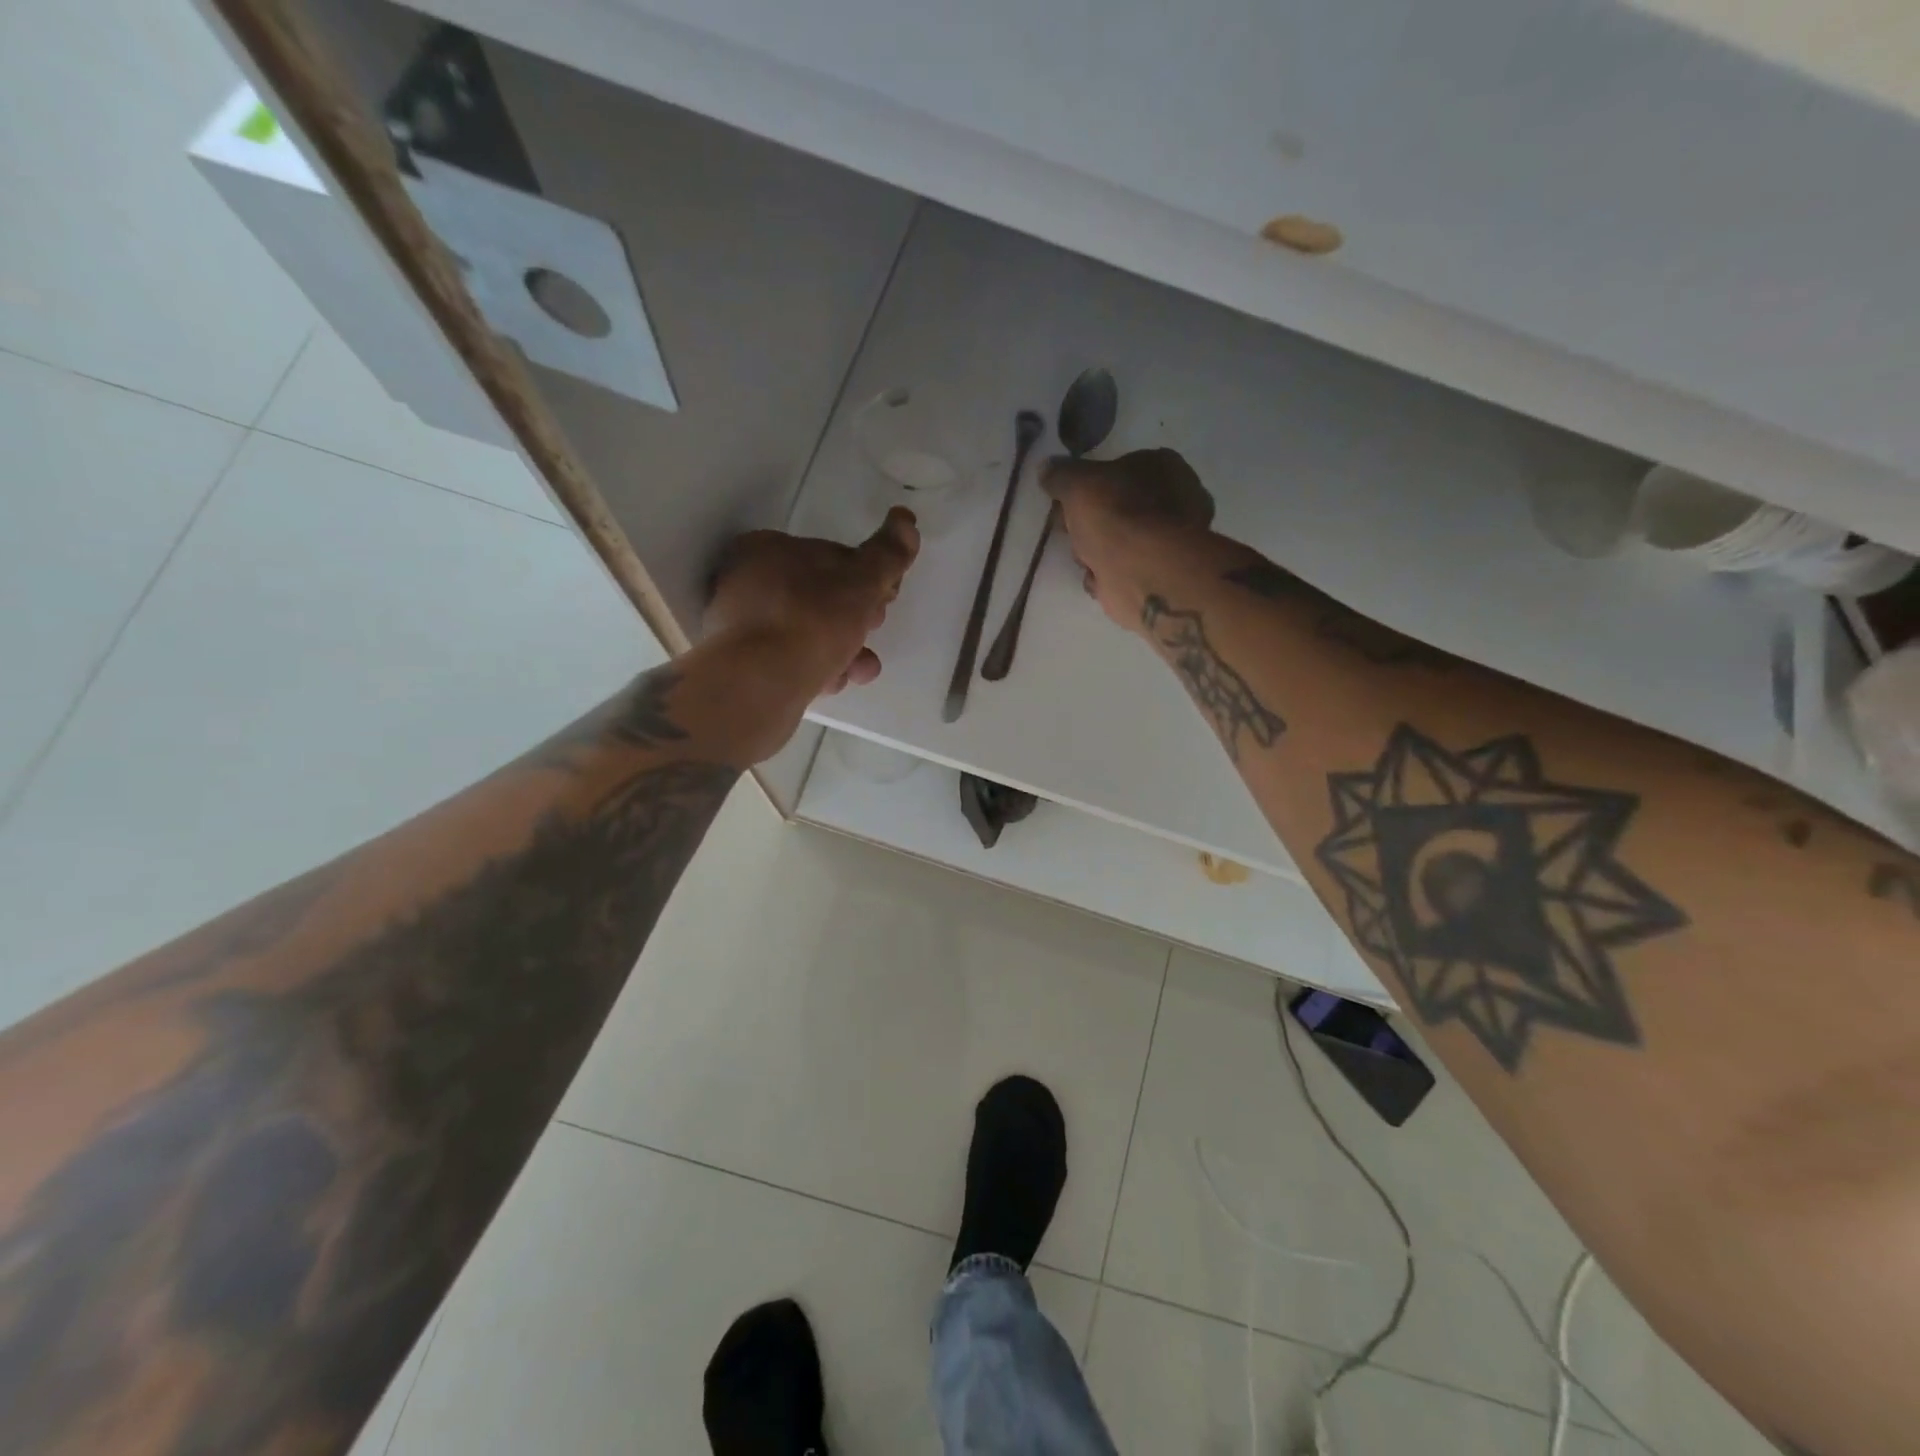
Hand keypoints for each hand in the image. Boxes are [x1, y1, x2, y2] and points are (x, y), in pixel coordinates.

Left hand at [706, 507, 920, 699]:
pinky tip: (835, 682)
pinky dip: (816, 669)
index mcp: (766, 548)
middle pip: (817, 596)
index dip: (865, 576)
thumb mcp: (861, 582)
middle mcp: (745, 582)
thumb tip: (906, 520)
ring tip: (862, 668)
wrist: (761, 684)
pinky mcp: (741, 666)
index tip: (886, 598)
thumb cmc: (811, 620)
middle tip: (874, 629)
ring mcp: (739, 627)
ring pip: (805, 633)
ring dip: (842, 649)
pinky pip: (789, 661)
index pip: (828, 555)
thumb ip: (887, 554)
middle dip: (854, 617)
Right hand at [1043, 448, 1215, 631]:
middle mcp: (1170, 500)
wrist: (1147, 574)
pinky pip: (1118, 571)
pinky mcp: (1154, 577)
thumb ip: (1060, 475)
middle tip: (1067, 529)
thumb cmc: (1119, 516)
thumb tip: (1046, 467)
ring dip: (1092, 552)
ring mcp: (1164, 541)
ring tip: (1084, 558)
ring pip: (1113, 541)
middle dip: (1086, 522)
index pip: (1114, 469)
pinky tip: (1097, 578)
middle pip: (1113, 508)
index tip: (1061, 500)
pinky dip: (1104, 577)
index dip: (1084, 485)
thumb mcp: (1079, 485)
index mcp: (1160, 466)